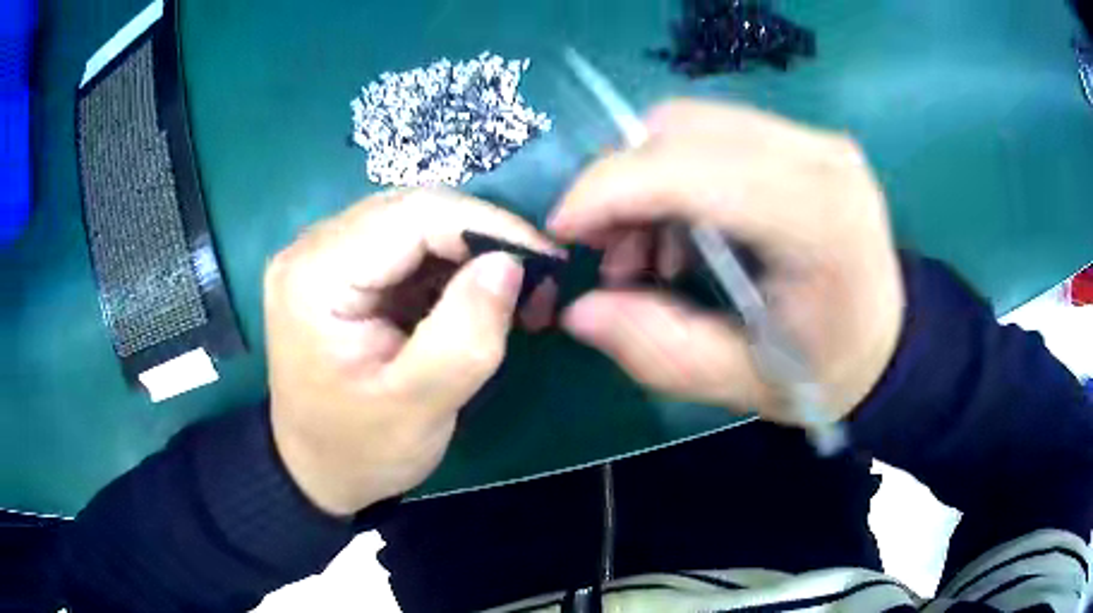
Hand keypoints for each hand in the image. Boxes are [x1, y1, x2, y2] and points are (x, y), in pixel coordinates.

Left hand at [264, 188, 560, 515]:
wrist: (316, 471)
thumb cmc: (359, 450)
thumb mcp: (418, 407)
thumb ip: (466, 335)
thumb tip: (510, 263)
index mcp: (315, 276)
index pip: (413, 214)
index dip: (488, 226)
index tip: (547, 262)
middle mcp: (311, 248)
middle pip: (413, 209)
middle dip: (484, 238)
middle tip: (535, 284)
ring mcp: (322, 254)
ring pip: (414, 221)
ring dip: (471, 250)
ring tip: (512, 294)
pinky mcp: (340, 268)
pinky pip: (406, 245)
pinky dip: (450, 264)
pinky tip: (474, 297)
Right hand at [549, 100, 904, 425]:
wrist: (888, 340)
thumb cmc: (828, 371)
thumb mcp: (744, 383)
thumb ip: (660, 349)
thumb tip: (580, 310)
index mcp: (817, 220)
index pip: (689, 169)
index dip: (608, 190)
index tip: (564, 232)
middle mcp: (819, 157)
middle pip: (681, 128)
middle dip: (622, 183)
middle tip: (612, 252)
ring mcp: (815, 139)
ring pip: (691, 123)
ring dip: (647, 178)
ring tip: (650, 252)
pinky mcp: (805, 140)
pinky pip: (714, 132)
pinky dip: (676, 172)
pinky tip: (686, 229)